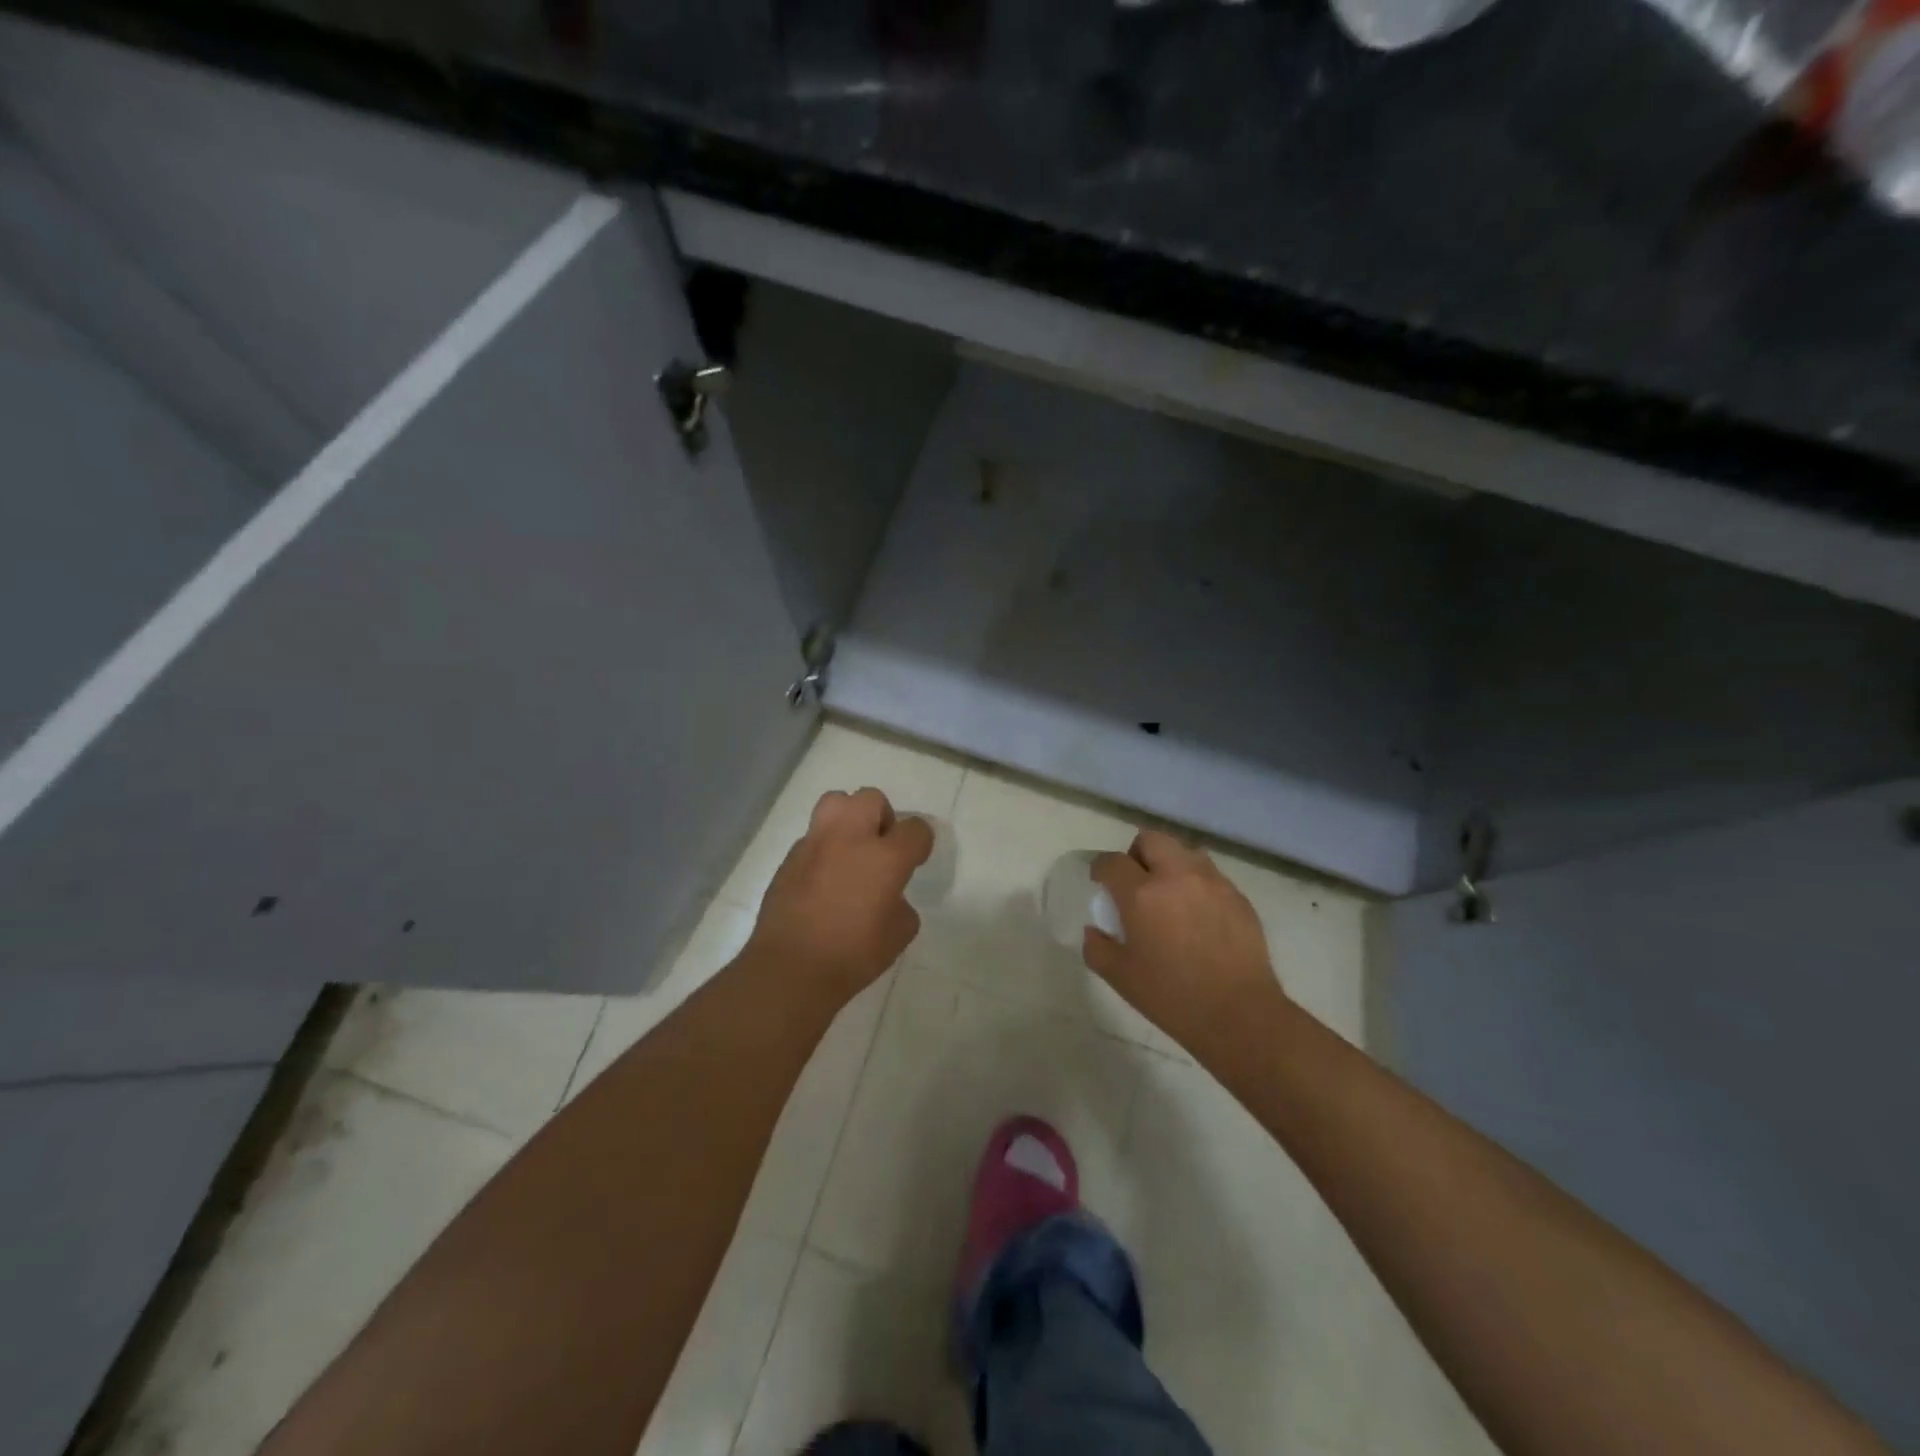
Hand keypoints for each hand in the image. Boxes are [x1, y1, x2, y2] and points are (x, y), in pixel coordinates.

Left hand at [746, 787, 932, 1005]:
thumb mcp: (899, 934)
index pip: (915, 828)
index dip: (920, 843)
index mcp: (885, 857)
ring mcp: (815, 843)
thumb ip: (901, 904)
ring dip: (849, 818)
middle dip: (882, 817)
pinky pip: (813, 836)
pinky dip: (824, 847)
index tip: (915, 860)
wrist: (790, 968)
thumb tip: (888, 896)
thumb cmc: (853, 955)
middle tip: (880, 847)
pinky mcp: (790, 857)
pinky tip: (823, 878)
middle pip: (872, 798)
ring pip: (835, 802)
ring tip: (850, 849)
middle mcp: (850, 838)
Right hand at [1084, 830, 1281, 1053]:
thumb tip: (1094, 930)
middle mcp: (1176, 876)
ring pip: (1184, 852)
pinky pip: (1211, 875)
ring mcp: (1212, 882)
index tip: (1100, 882)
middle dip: (1137, 854)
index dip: (1101, 868)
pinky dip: (1197, 884)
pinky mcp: (1238, 896)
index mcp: (1141, 894)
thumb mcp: (1120, 978)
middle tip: (1136, 882)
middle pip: (1151, 840)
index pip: (1112, 861)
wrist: (1239, 1015)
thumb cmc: (1172, 996)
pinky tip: (1199, 916)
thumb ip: (1098, 947)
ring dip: (1170, 864)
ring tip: (1170, 894)